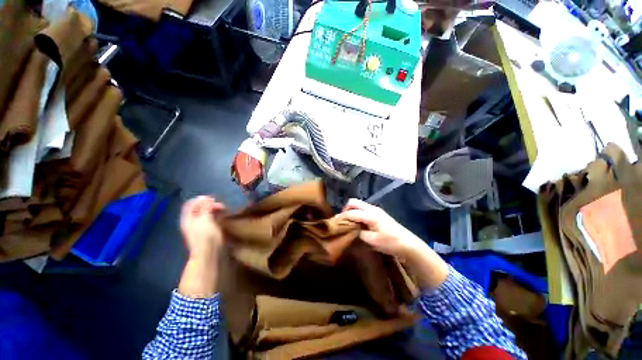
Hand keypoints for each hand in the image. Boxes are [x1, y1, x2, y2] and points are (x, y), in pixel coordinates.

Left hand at [178, 196, 225, 298]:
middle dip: (210, 205)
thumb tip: (206, 197)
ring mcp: (198, 228)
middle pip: (199, 208)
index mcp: (188, 218)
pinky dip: (216, 217)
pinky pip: (210, 220)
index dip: (202, 199)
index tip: (214, 199)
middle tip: (221, 206)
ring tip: (224, 211)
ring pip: (205, 214)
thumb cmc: (206, 235)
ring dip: (214, 211)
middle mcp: (191, 222)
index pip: (191, 204)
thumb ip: (205, 207)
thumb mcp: (205, 218)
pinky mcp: (206, 232)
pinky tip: (222, 218)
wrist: (209, 254)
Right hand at [338, 199, 426, 258]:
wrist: (408, 243)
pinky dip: (357, 212)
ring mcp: (376, 209)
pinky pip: (363, 208)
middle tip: (342, 220)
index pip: (351, 213)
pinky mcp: (378, 213)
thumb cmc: (390, 243)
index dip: (341, 217)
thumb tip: (350, 229)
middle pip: (354, 202)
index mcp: (370, 215)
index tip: (334, 222)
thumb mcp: (372, 241)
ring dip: (352, 210)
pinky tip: (358, 222)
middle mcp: (372, 209)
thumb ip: (359, 233)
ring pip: (359, 204)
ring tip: (348, 221)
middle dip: (345, 209)